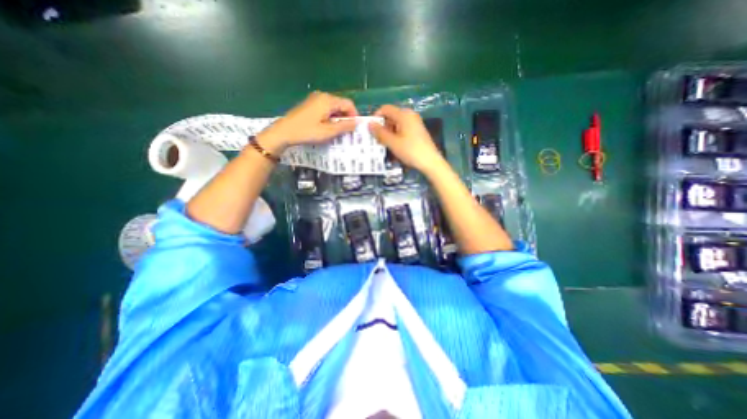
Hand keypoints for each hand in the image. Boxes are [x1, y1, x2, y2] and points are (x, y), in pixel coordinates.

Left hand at [259, 90, 359, 153]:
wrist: (284, 131)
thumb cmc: (308, 131)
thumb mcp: (328, 132)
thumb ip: (344, 126)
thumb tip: (356, 123)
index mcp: (328, 100)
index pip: (348, 104)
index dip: (354, 115)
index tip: (355, 128)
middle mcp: (322, 96)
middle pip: (341, 104)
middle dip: (346, 117)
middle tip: (346, 131)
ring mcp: (314, 99)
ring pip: (333, 107)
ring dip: (338, 118)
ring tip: (337, 131)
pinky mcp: (309, 104)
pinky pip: (325, 108)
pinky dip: (330, 117)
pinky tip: (326, 127)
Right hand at [367, 107, 442, 174]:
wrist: (430, 162)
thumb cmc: (411, 151)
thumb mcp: (393, 143)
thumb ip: (380, 133)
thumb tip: (369, 124)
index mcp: (404, 114)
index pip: (385, 109)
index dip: (376, 117)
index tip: (371, 130)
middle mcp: (410, 115)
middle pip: (391, 116)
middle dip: (382, 127)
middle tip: (377, 140)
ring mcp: (415, 123)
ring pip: (396, 124)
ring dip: (389, 133)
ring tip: (385, 146)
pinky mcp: (417, 131)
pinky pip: (402, 129)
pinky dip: (396, 136)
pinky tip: (395, 147)